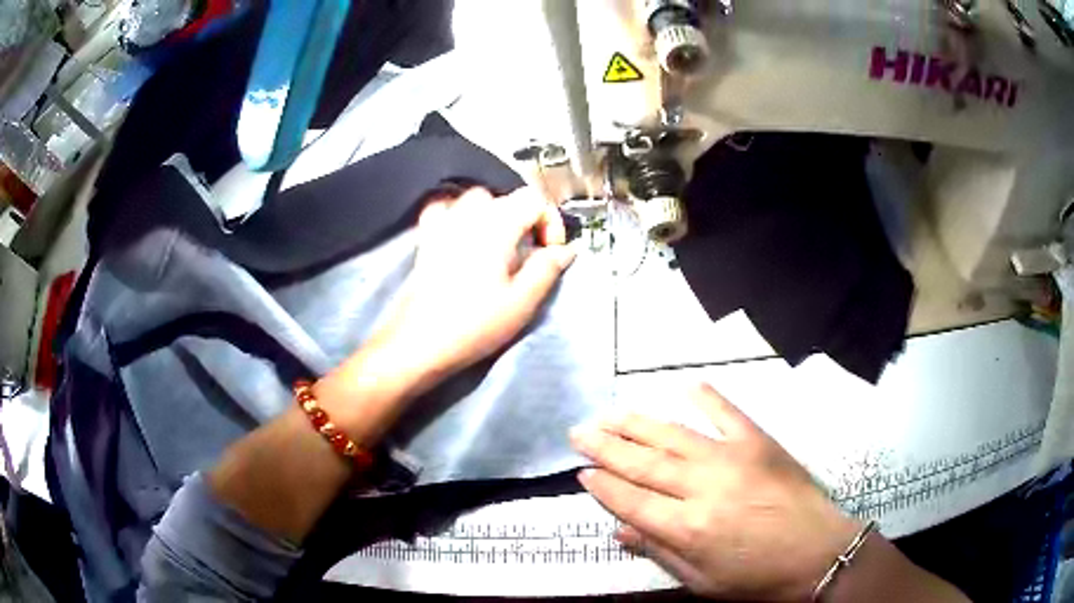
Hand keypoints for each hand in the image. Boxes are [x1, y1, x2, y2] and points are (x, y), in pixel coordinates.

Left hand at [370, 186, 575, 391]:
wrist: (417, 343)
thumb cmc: (473, 324)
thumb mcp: (522, 302)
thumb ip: (547, 268)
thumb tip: (566, 249)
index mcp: (497, 226)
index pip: (533, 199)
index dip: (550, 222)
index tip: (551, 252)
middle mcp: (468, 215)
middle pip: (505, 198)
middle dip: (524, 218)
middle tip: (530, 251)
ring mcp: (443, 224)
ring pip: (475, 199)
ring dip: (494, 214)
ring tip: (500, 244)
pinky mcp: (425, 239)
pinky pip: (443, 209)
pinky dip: (458, 214)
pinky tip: (462, 235)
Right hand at [571, 384, 859, 601]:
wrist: (816, 553)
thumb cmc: (755, 576)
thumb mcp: (701, 581)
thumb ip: (659, 552)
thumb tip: (620, 530)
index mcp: (686, 528)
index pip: (631, 499)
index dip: (603, 486)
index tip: (582, 472)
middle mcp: (701, 487)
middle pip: (643, 462)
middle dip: (606, 447)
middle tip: (579, 431)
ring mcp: (731, 458)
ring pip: (672, 434)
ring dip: (636, 423)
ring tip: (609, 414)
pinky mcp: (757, 441)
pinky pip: (725, 412)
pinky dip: (704, 397)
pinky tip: (684, 387)